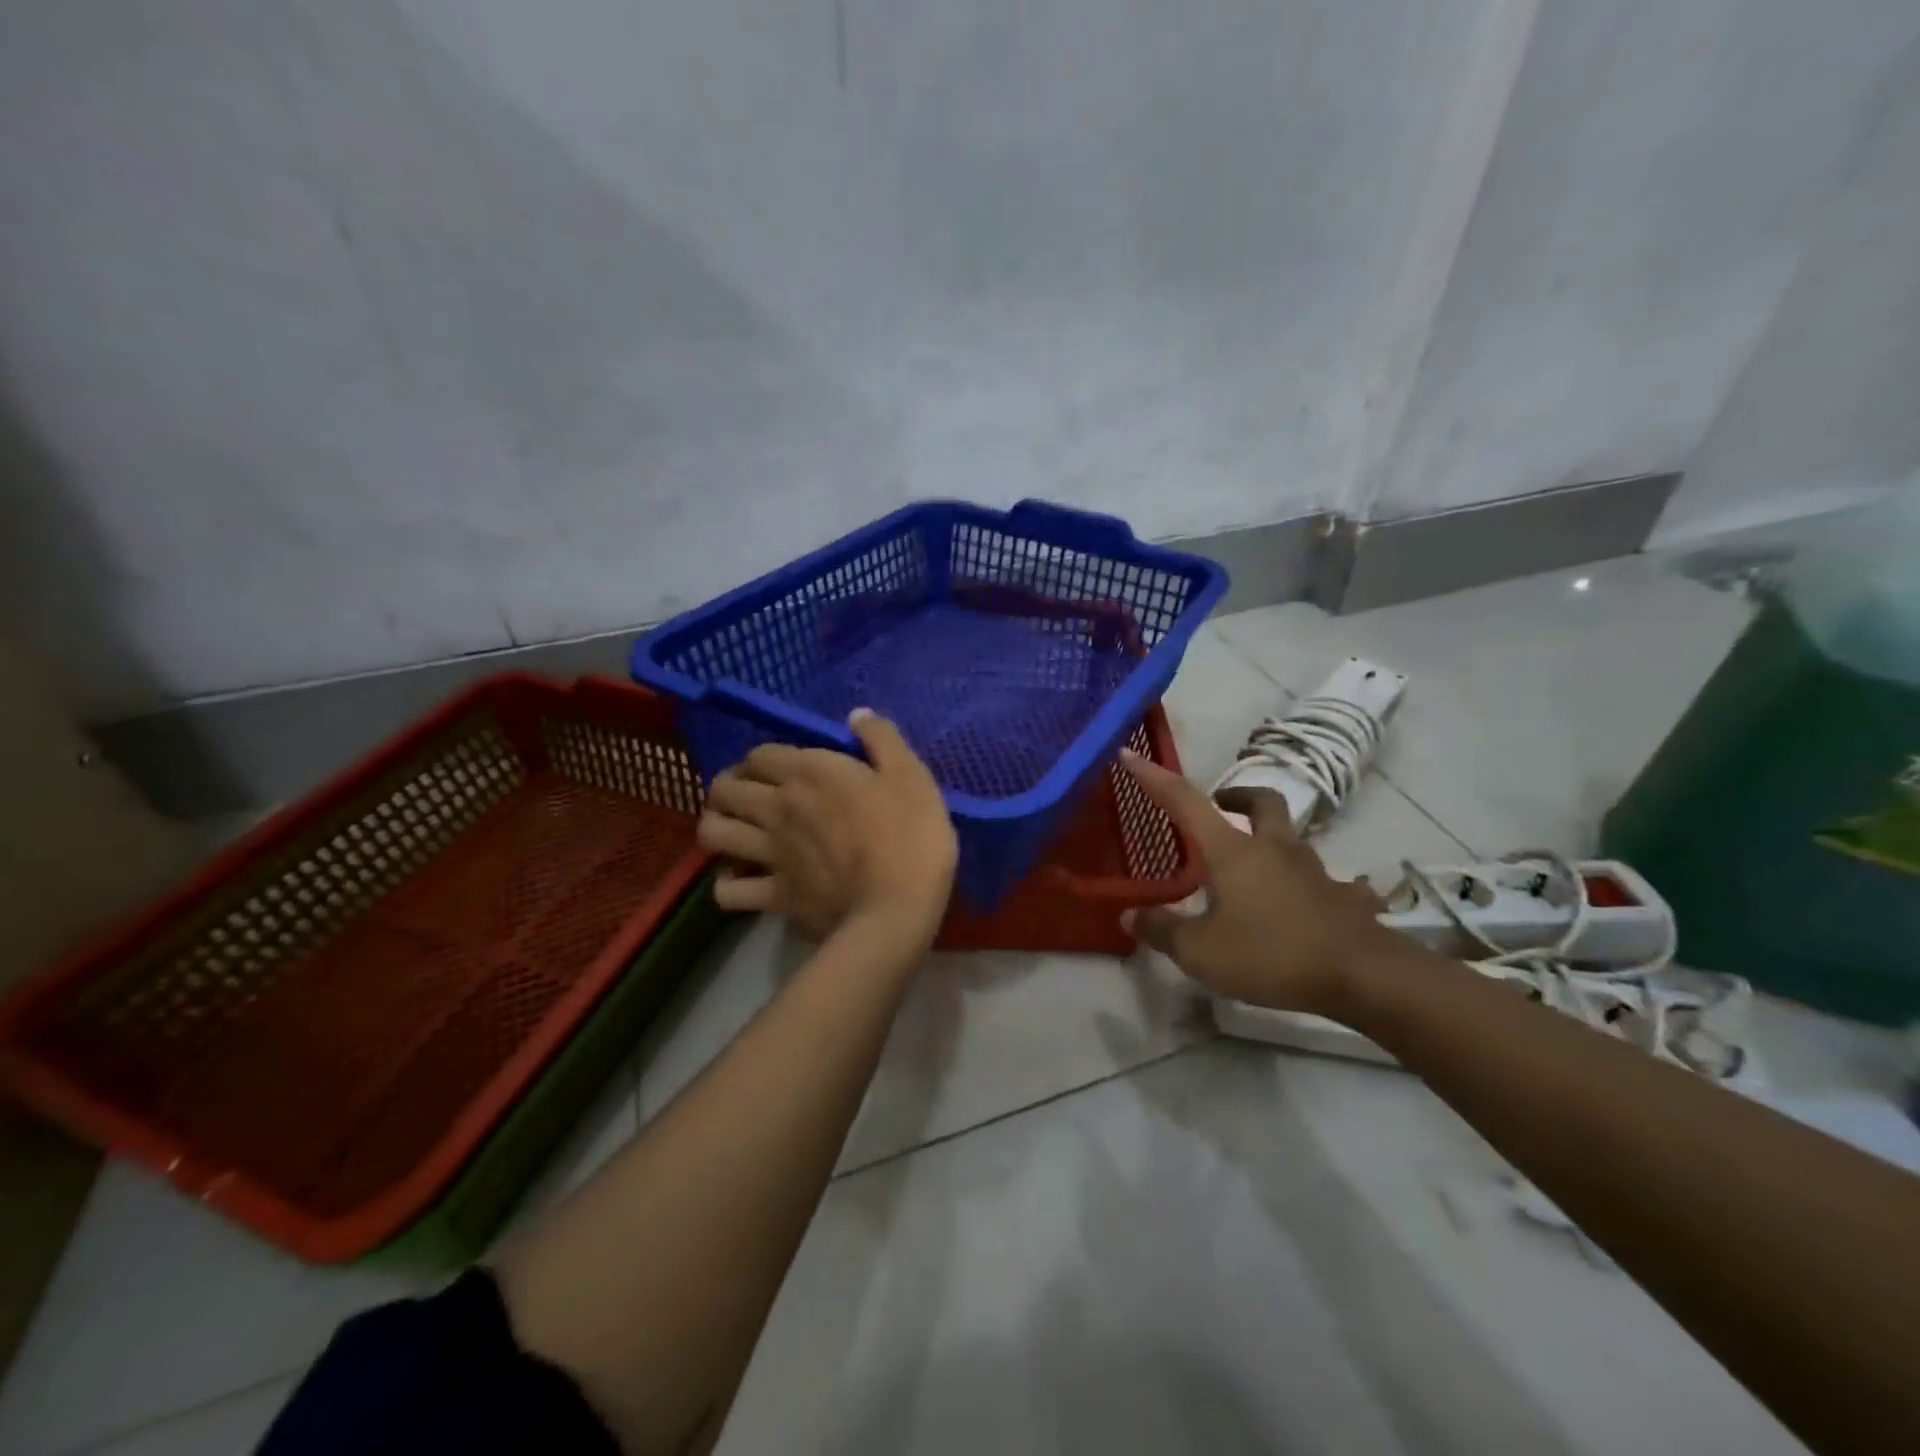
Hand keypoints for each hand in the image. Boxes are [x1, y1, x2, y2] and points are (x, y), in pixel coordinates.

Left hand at [697, 709, 958, 947]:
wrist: (896, 909)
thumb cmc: (910, 836)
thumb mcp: (910, 776)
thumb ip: (881, 739)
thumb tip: (856, 714)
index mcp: (808, 773)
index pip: (759, 754)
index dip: (763, 758)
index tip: (777, 767)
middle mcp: (777, 808)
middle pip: (723, 788)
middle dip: (728, 786)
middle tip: (748, 795)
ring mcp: (769, 854)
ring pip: (713, 833)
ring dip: (718, 826)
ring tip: (736, 831)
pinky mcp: (773, 895)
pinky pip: (727, 891)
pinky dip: (729, 884)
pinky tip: (744, 880)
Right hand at [1121, 752, 1390, 1017]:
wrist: (1362, 975)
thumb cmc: (1270, 954)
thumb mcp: (1200, 951)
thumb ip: (1162, 930)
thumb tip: (1130, 915)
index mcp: (1232, 851)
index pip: (1185, 802)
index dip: (1154, 778)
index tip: (1131, 754)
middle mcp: (1274, 848)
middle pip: (1260, 802)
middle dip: (1236, 797)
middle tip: (1220, 808)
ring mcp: (1314, 870)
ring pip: (1292, 838)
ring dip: (1271, 840)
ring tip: (1253, 870)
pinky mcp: (1343, 898)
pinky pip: (1329, 883)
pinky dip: (1315, 887)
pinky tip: (1308, 906)